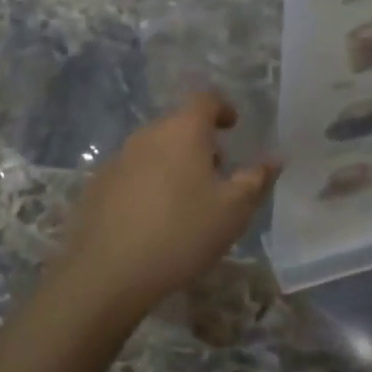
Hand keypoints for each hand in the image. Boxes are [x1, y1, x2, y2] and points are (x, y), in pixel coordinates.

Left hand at [51, 92, 280, 321]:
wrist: (108, 271)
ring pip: (153, 149)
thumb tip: (274, 159)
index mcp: (182, 131)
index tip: (232, 126)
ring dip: (172, 163)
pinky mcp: (97, 185)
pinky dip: (148, 183)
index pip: (204, 100)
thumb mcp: (233, 211)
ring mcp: (117, 159)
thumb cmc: (182, 233)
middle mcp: (147, 135)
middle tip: (215, 172)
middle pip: (177, 125)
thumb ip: (256, 180)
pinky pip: (131, 173)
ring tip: (186, 199)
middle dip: (199, 141)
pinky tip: (152, 218)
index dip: (222, 108)